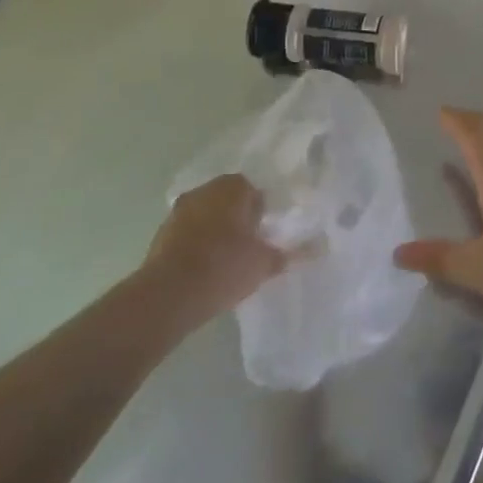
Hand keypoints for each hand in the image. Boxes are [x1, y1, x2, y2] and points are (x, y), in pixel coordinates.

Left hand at [145, 175, 285, 322]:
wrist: (169, 295)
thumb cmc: (224, 268)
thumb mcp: (265, 263)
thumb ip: (291, 253)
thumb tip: (320, 246)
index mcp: (233, 187)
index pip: (254, 190)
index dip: (262, 211)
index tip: (266, 234)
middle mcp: (205, 190)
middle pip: (228, 199)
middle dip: (238, 218)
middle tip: (249, 246)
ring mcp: (180, 210)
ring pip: (206, 214)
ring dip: (216, 229)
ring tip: (227, 259)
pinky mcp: (162, 232)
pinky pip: (188, 231)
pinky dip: (197, 243)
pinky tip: (204, 268)